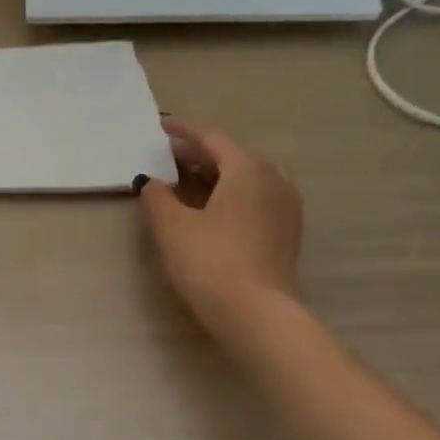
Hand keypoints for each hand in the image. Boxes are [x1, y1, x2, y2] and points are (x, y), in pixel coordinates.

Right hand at [137, 119, 302, 343]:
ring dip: (215, 175)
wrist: (257, 313)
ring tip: (185, 181)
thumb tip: (153, 182)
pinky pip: (254, 198)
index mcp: (248, 169)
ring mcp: (285, 206)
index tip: (161, 127)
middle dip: (198, 154)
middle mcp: (273, 179)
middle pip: (231, 156)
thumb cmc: (210, 262)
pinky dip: (230, 194)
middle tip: (167, 157)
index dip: (184, 131)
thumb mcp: (172, 227)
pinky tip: (210, 209)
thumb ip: (157, 197)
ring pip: (245, 178)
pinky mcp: (286, 232)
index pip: (212, 138)